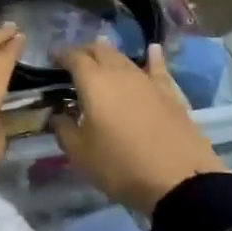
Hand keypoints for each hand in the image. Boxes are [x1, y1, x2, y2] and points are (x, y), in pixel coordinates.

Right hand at [52, 38, 227, 213]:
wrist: (179, 180)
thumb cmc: (120, 165)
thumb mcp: (80, 154)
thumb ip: (63, 129)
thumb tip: (58, 115)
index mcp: (93, 82)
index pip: (73, 57)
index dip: (60, 54)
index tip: (51, 58)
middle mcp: (119, 72)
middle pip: (99, 50)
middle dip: (84, 51)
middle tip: (74, 61)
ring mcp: (147, 81)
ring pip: (124, 58)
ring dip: (109, 55)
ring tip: (101, 55)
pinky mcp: (170, 94)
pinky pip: (157, 68)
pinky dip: (152, 58)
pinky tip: (152, 50)